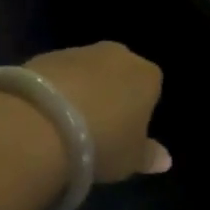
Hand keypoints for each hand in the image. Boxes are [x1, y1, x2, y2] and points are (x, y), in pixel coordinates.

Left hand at [26, 42, 171, 181]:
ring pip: (87, 70)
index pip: (151, 87)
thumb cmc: (103, 141)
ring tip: (67, 124)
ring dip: (82, 89)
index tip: (126, 132)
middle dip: (111, 92)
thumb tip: (165, 159)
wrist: (44, 121)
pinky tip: (46, 114)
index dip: (139, 109)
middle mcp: (117, 54)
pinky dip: (56, 88)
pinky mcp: (47, 55)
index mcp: (146, 75)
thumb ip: (149, 155)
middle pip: (119, 73)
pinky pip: (59, 74)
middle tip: (98, 126)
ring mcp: (80, 51)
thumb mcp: (131, 159)